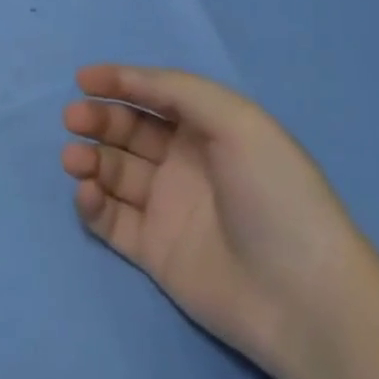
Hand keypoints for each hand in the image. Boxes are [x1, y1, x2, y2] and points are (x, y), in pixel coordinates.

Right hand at [61, 66, 364, 378]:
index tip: (83, 79)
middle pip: (129, 131)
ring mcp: (168, 208)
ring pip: (114, 172)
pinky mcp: (154, 252)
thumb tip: (128, 79)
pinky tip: (86, 192)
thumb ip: (180, 90)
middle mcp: (185, 163)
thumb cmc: (274, 194)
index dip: (120, 82)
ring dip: (90, 158)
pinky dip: (92, 203)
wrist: (304, 298)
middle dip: (99, 119)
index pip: (155, 96)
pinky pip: (112, 220)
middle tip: (73, 119)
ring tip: (75, 159)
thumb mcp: (238, 121)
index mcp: (209, 129)